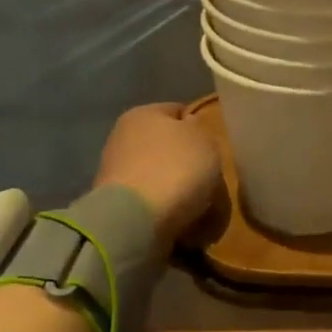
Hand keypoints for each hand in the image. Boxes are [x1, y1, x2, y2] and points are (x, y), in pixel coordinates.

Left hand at [95, 103, 221, 239]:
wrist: (135, 220)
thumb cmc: (175, 168)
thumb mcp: (206, 140)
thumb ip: (202, 130)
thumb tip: (190, 128)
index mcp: (143, 113)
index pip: (179, 111)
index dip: (200, 127)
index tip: (216, 148)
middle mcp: (123, 137)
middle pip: (167, 146)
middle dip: (188, 162)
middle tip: (211, 178)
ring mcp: (115, 173)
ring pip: (160, 175)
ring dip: (178, 187)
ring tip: (200, 205)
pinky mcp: (115, 205)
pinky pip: (151, 201)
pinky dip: (166, 208)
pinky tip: (181, 219)